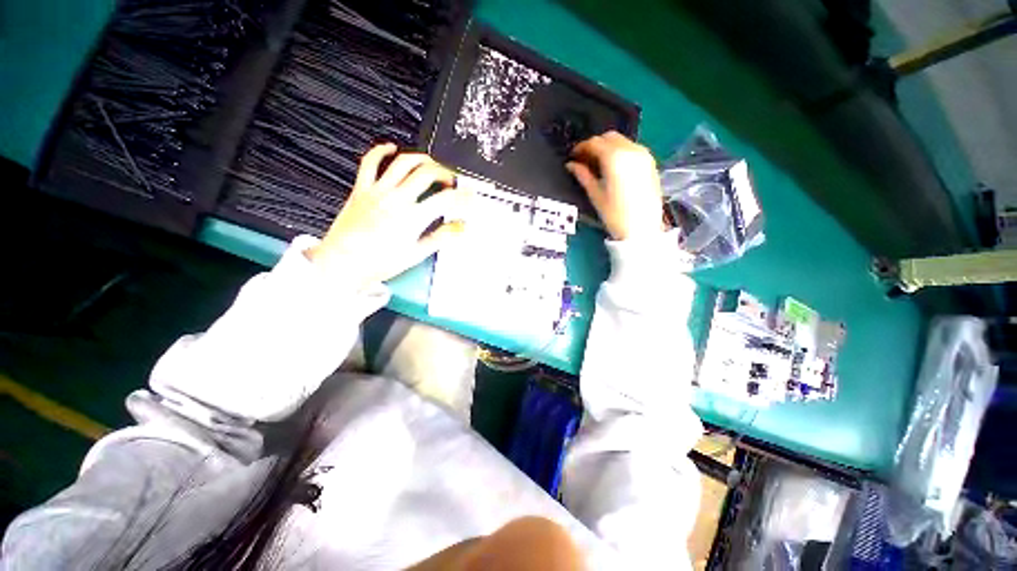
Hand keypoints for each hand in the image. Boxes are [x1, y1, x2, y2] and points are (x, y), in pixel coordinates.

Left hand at [307, 143, 470, 286]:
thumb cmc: (379, 262)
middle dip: (445, 174)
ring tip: (431, 165)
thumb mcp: (416, 253)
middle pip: (427, 174)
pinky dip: (381, 151)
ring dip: (421, 159)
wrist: (343, 263)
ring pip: (403, 162)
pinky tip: (390, 148)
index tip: (469, 196)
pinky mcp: (361, 189)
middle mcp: (396, 199)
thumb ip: (441, 237)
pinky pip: (370, 162)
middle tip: (451, 182)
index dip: (462, 195)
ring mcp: (378, 191)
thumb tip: (461, 228)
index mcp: (412, 218)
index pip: (445, 199)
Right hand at [566, 131, 662, 240]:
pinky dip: (620, 152)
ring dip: (608, 147)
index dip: (581, 148)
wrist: (642, 229)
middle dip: (595, 145)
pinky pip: (632, 148)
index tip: (573, 157)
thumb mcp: (595, 195)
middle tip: (584, 160)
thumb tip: (571, 165)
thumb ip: (583, 175)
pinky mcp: (650, 162)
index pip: (594, 143)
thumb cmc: (615, 214)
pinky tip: (614, 167)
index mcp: (615, 158)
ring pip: (621, 141)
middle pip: (609, 137)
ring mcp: (643, 155)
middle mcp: (631, 150)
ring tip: (598, 164)